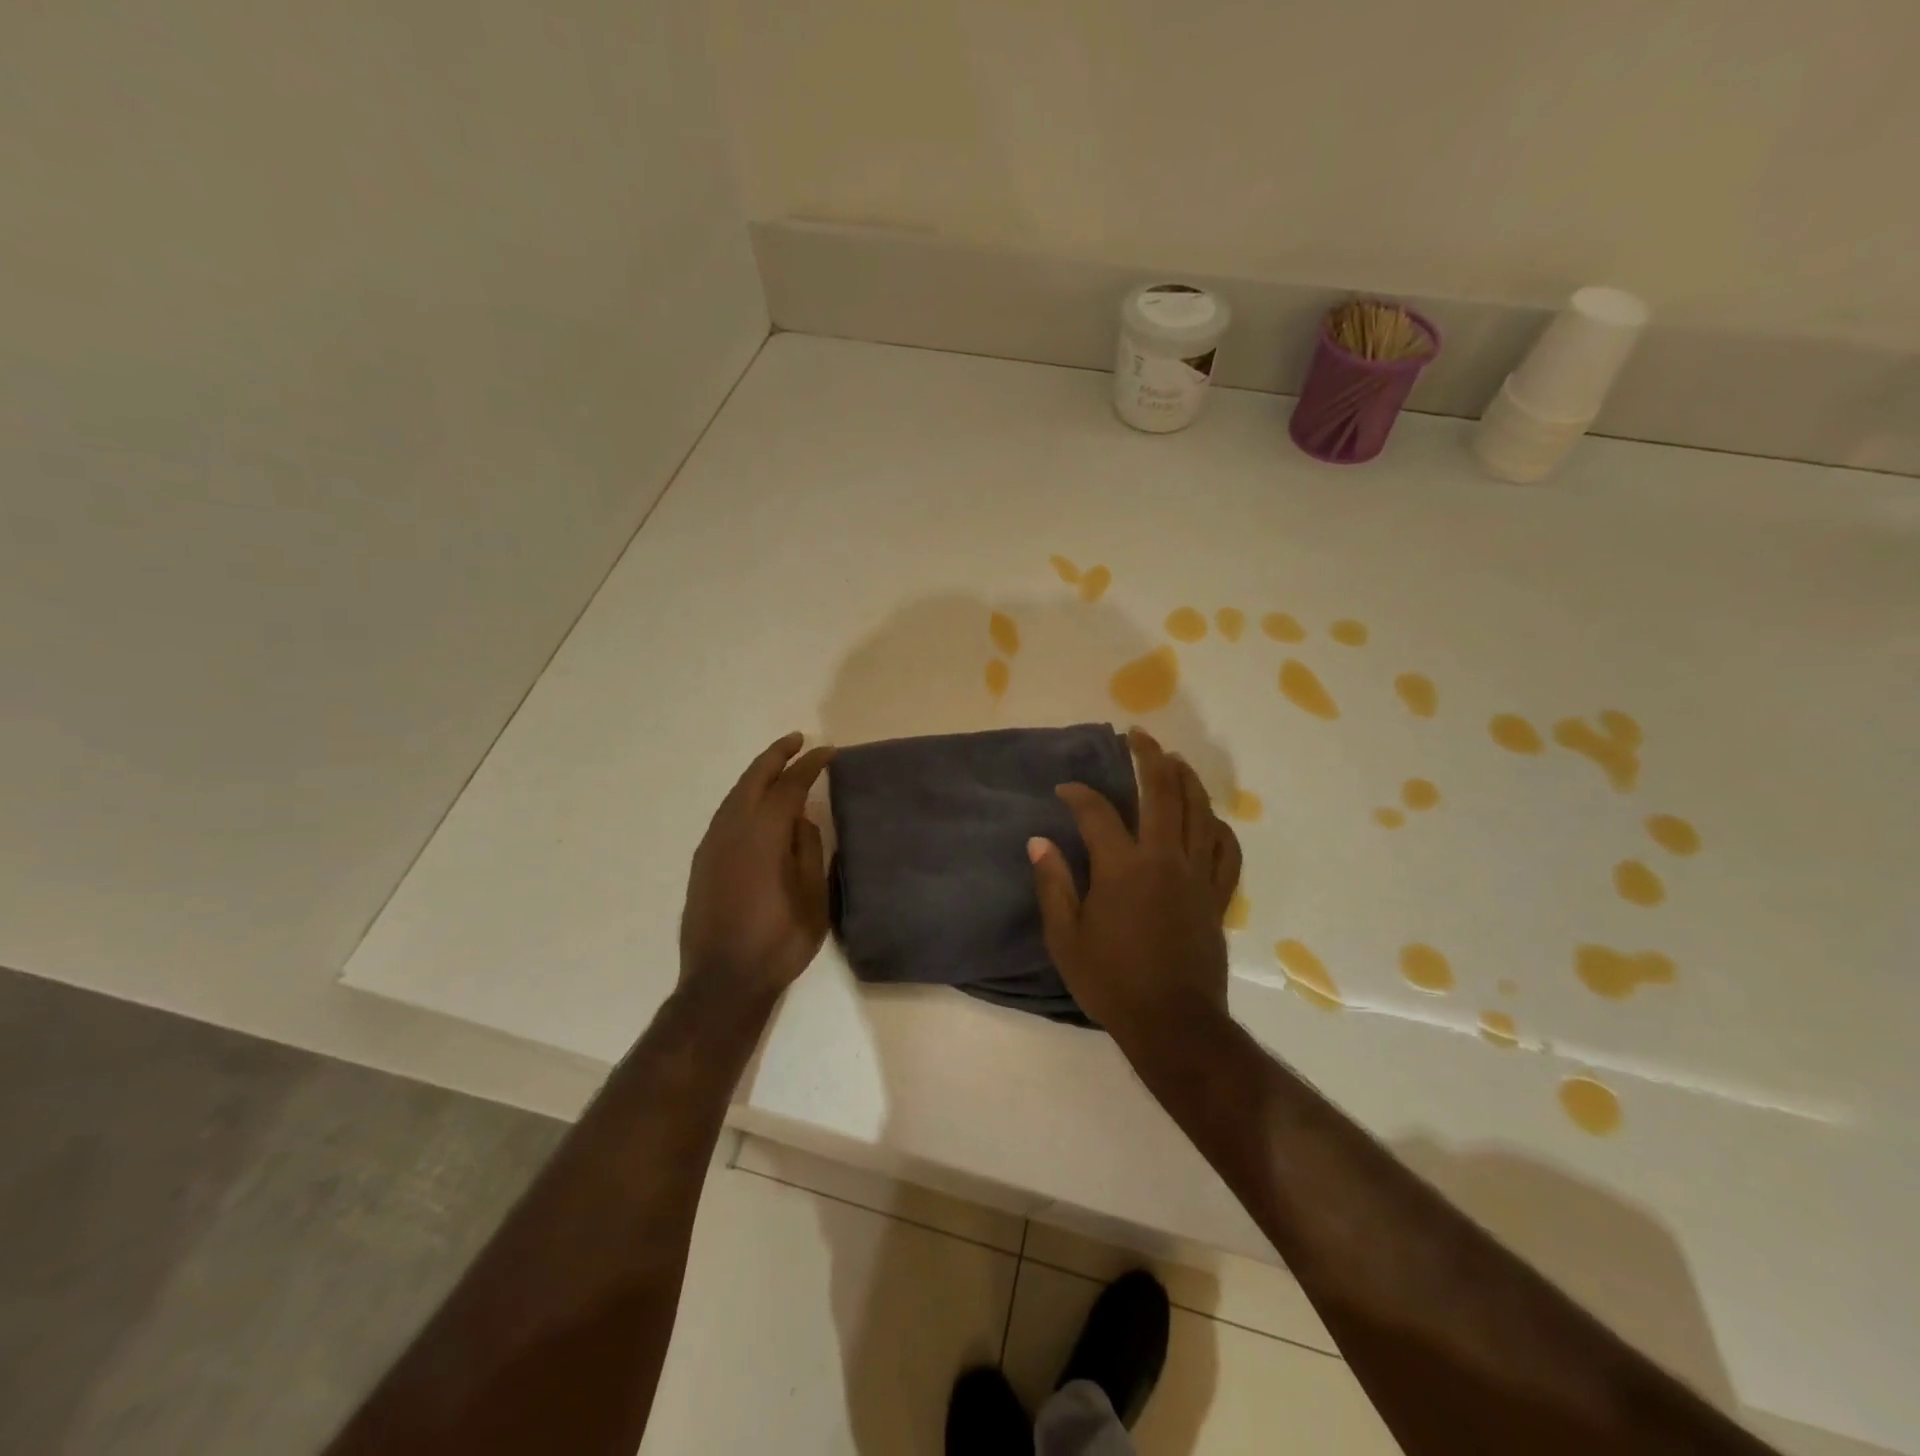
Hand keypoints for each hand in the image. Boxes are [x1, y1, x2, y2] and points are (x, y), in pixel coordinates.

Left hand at [679, 732, 834, 1011]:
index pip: (789, 786)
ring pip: (735, 794)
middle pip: (754, 779)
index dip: (810, 766)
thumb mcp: (812, 898)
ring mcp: (712, 845)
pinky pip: (725, 813)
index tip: (828, 753)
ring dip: (757, 773)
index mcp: (764, 836)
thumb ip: (808, 850)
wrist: (722, 981)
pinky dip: (744, 796)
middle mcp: (733, 830)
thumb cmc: (778, 942)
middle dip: (777, 755)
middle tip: (800, 741)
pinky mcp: (702, 861)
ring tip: (779, 764)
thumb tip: (800, 819)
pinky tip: (755, 803)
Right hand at [1029, 728, 1241, 1044]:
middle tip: (1139, 735)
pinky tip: (1210, 817)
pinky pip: (1226, 852)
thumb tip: (1039, 842)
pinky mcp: (1216, 896)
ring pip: (1199, 813)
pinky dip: (1219, 828)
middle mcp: (1163, 860)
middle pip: (1162, 794)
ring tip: (1175, 760)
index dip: (1078, 795)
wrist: (1172, 1022)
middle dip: (1149, 758)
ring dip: (1187, 780)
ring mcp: (1196, 876)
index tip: (1065, 791)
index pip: (1098, 813)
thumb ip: (1053, 884)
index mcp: (1122, 868)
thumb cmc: (1111, 981)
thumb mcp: (1066, 938)